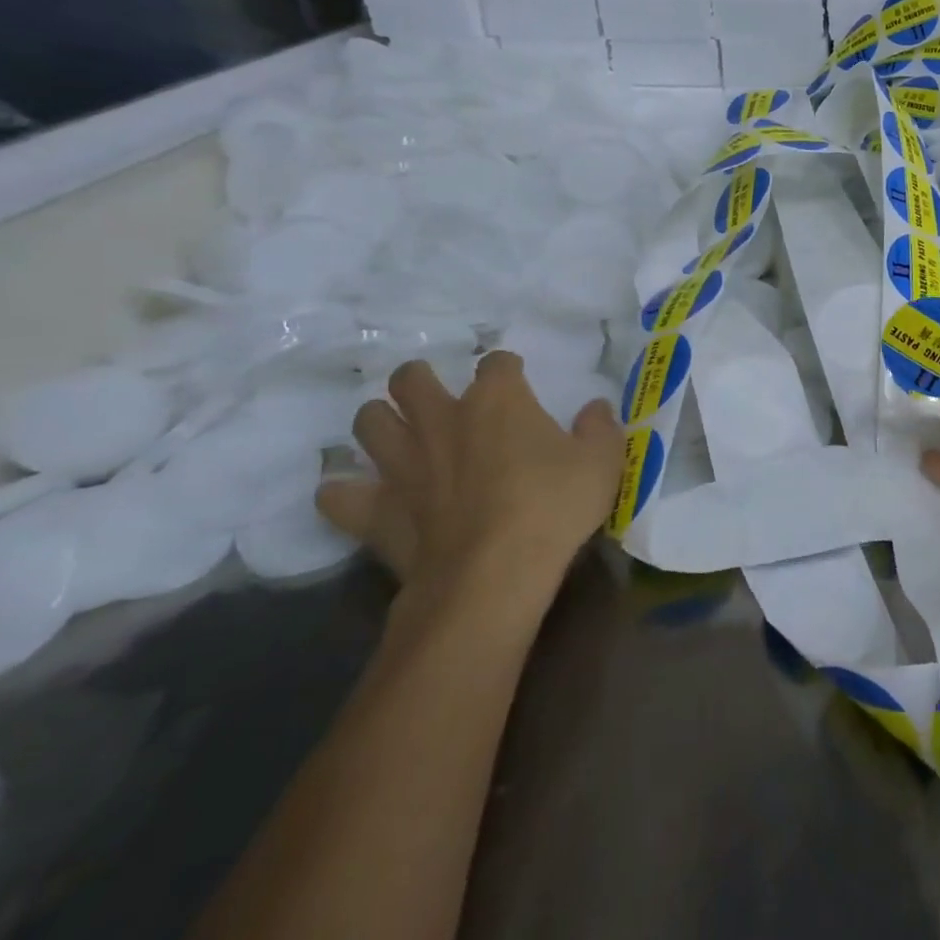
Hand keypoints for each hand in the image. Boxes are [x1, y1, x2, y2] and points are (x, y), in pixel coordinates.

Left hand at [318, 354, 624, 629]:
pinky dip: (345, 493)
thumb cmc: (553, 508)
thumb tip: (595, 408)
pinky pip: (338, 495)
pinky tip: (361, 497)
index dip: (507, 369)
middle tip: (439, 399)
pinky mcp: (377, 510)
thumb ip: (601, 428)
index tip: (516, 382)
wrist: (493, 576)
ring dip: (381, 423)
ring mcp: (402, 464)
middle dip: (420, 380)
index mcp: (497, 400)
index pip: (496, 363)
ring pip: (368, 422)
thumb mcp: (602, 463)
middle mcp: (441, 419)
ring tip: (400, 436)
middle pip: (410, 378)